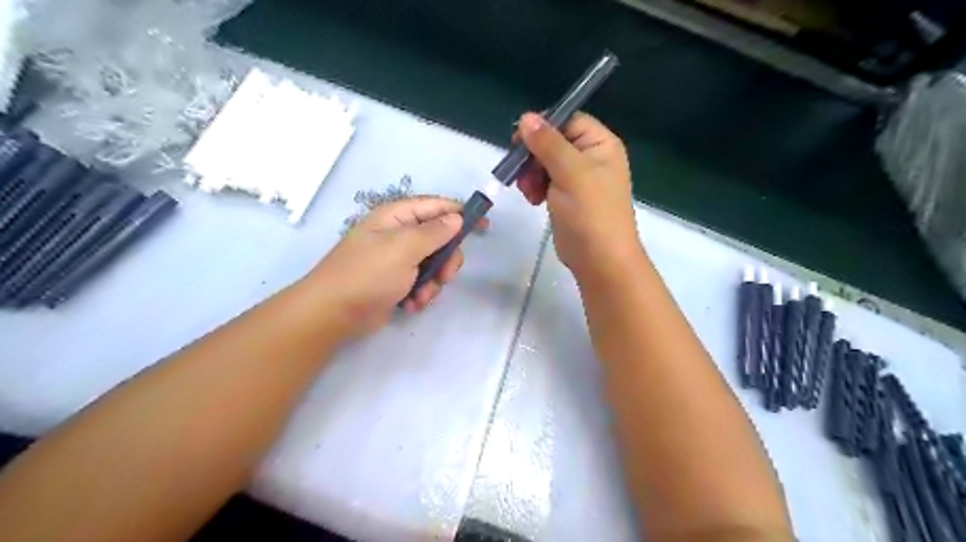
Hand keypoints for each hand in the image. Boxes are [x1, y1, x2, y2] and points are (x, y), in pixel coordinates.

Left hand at [304, 194, 487, 339]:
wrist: (334, 314)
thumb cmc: (368, 274)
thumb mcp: (404, 248)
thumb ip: (434, 232)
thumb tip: (456, 218)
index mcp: (397, 217)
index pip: (436, 206)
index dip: (461, 213)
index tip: (484, 226)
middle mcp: (399, 234)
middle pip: (440, 239)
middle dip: (446, 260)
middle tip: (443, 276)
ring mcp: (398, 259)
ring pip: (434, 264)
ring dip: (434, 282)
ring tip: (420, 297)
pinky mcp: (397, 281)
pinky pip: (422, 282)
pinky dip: (421, 294)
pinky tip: (410, 305)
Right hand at [513, 111, 638, 277]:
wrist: (599, 259)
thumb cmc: (590, 212)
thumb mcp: (570, 173)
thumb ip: (548, 143)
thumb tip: (527, 117)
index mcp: (600, 144)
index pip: (568, 121)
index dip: (543, 127)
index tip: (518, 140)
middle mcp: (591, 157)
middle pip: (553, 142)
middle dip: (534, 156)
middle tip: (520, 172)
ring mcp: (579, 179)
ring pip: (545, 163)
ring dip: (531, 174)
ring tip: (529, 192)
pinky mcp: (567, 197)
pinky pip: (546, 182)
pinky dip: (535, 187)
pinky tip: (533, 200)